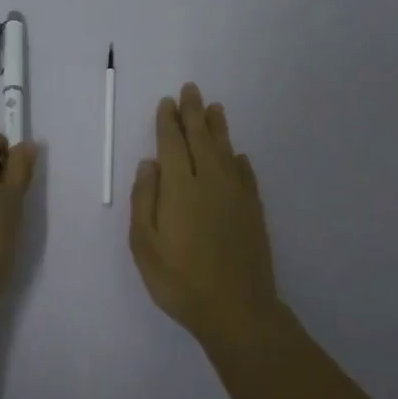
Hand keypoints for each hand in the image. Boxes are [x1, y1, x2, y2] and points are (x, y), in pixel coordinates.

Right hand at [130, 83, 285, 347]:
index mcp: (180, 187)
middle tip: (191, 90)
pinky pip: (245, 175)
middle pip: (201, 139)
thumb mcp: (145, 245)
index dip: (168, 122)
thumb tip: (150, 163)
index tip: (167, 102)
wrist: (236, 309)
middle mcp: (209, 181)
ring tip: (214, 109)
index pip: (172, 144)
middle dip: (194, 113)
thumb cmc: (180, 280)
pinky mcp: (253, 211)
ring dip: (218, 128)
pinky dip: (239, 160)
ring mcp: (236, 195)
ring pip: (226, 151)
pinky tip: (238, 156)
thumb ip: (144, 199)